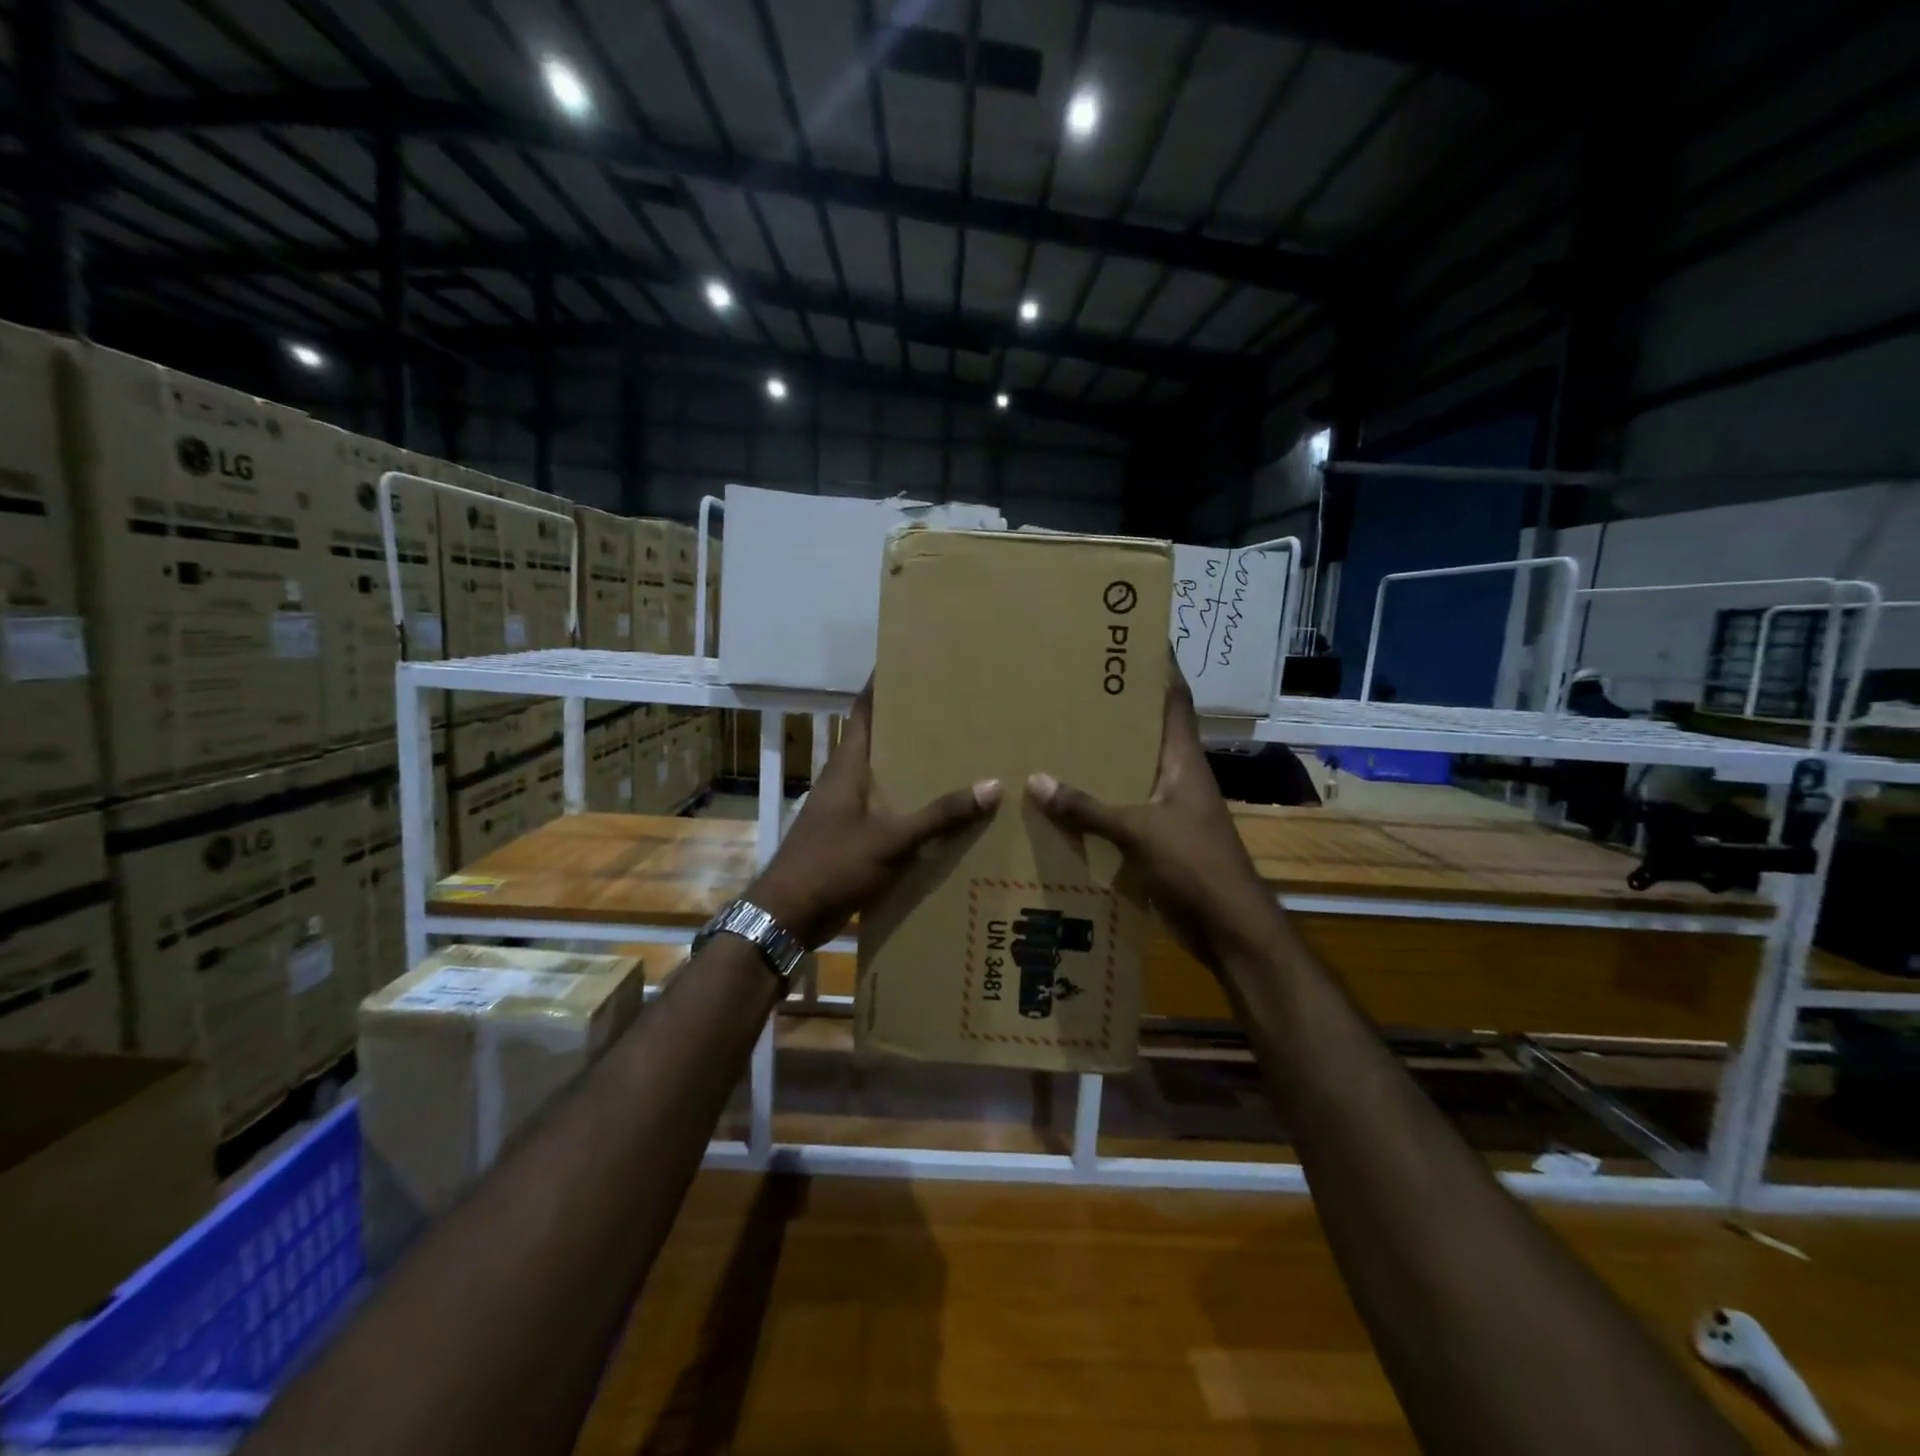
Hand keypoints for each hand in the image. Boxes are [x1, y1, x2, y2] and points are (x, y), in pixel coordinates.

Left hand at [748, 685, 999, 947]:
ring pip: (885, 778)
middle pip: (879, 742)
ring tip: (956, 754)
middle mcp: (845, 781)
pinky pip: (887, 812)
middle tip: (951, 708)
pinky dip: (910, 806)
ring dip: (912, 768)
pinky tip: (940, 812)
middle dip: (910, 725)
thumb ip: (940, 815)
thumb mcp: (892, 840)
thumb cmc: (833, 865)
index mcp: (848, 767)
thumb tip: (992, 785)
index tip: (909, 662)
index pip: (865, 712)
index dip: (882, 686)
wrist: (788, 917)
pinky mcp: (851, 838)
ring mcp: (846, 811)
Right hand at [1026, 658, 1276, 970]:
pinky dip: (1097, 801)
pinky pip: (1122, 807)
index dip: (1160, 667)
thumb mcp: (1139, 831)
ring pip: (1130, 770)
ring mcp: (1169, 808)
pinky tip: (1063, 799)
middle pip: (1146, 731)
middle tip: (1073, 685)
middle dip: (1116, 709)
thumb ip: (1088, 808)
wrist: (1229, 927)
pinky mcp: (1158, 838)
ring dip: (1102, 756)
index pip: (1174, 700)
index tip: (1134, 638)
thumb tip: (1037, 781)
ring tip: (1058, 735)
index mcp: (1183, 760)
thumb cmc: (1195, 866)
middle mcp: (1177, 776)